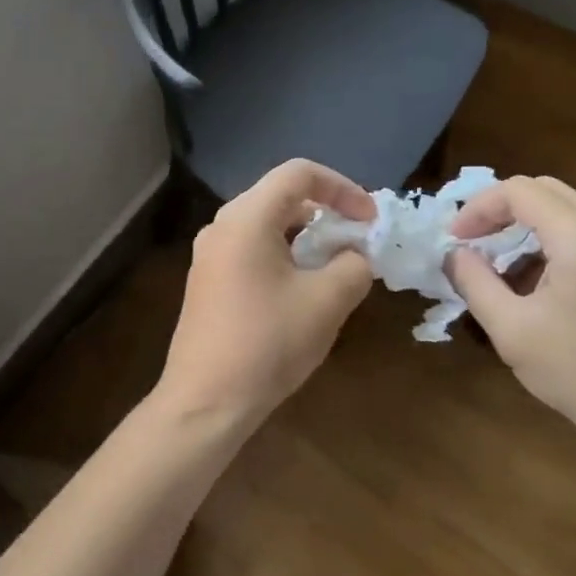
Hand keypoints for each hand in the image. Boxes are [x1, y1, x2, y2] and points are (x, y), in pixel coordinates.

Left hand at [158, 161, 375, 429]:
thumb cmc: (268, 343)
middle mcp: (222, 225)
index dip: (342, 188)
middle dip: (326, 211)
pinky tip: (302, 288)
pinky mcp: (208, 280)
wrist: (205, 402)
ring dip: (306, 236)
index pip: (299, 173)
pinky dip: (284, 254)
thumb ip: (354, 266)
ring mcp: (210, 254)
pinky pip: (252, 248)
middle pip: (281, 195)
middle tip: (357, 239)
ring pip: (267, 224)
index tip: (369, 220)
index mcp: (247, 218)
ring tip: (336, 265)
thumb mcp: (327, 302)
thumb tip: (355, 255)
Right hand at [448, 176, 575, 470]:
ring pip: (561, 209)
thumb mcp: (510, 329)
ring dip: (521, 225)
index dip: (479, 208)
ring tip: (492, 262)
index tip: (454, 239)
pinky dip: (544, 242)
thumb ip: (474, 282)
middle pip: (543, 190)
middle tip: (469, 240)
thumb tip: (453, 254)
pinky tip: (525, 281)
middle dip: (499, 209)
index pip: (520, 191)